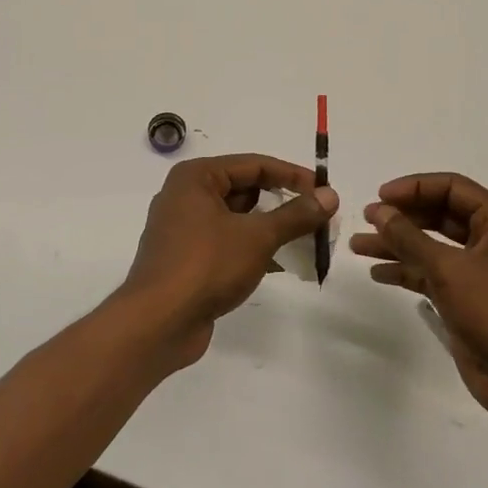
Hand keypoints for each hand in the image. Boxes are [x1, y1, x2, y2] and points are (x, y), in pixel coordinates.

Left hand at [116, 154, 337, 368]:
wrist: (157, 323)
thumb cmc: (206, 266)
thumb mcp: (257, 236)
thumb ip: (296, 214)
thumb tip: (330, 196)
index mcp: (196, 178)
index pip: (255, 164)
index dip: (293, 176)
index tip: (325, 192)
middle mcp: (185, 196)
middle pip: (245, 189)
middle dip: (283, 203)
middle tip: (319, 218)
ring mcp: (183, 229)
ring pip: (237, 218)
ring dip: (270, 228)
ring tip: (307, 240)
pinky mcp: (186, 258)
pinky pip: (227, 242)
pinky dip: (252, 248)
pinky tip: (281, 264)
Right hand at [351, 173, 487, 421]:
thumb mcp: (447, 267)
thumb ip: (409, 236)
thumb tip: (378, 210)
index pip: (453, 188)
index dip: (415, 187)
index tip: (380, 196)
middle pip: (440, 215)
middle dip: (402, 216)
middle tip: (367, 218)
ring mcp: (478, 270)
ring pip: (431, 246)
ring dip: (397, 244)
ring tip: (358, 246)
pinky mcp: (465, 297)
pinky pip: (431, 273)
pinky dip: (406, 271)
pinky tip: (378, 273)